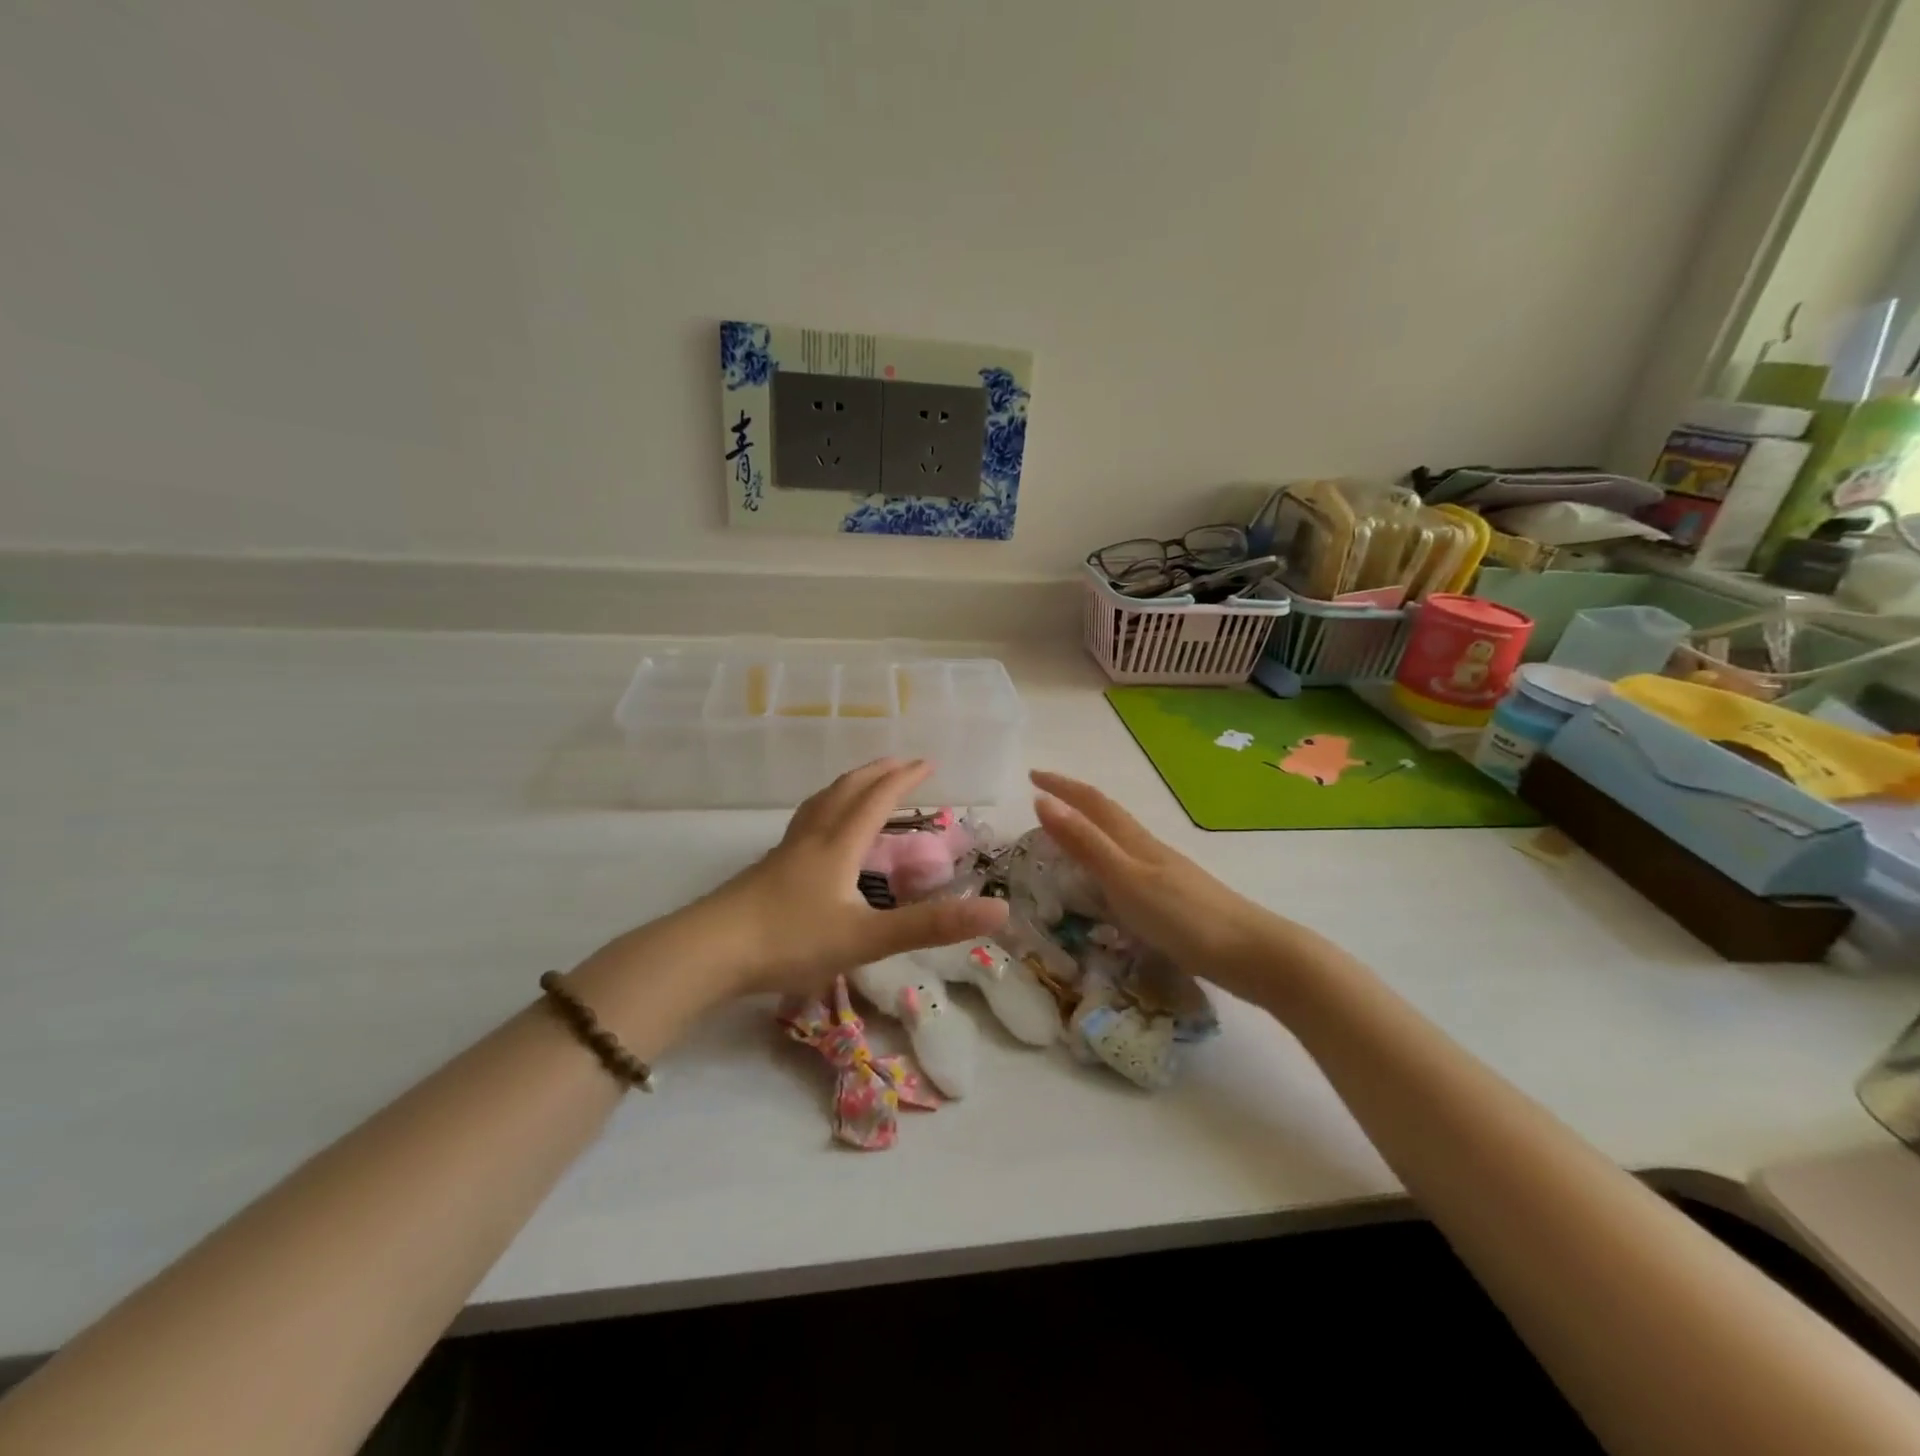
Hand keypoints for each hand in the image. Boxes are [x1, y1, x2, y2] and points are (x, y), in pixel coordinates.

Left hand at [707, 758, 1007, 996]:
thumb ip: (931, 925)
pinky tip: (817, 834)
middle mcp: (813, 839)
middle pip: (846, 791)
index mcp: (839, 846)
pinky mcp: (765, 871)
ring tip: (861, 784)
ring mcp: (784, 853)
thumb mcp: (867, 937)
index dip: (904, 779)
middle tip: (900, 763)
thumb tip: (998, 910)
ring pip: (820, 805)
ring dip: (847, 786)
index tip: (928, 762)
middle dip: (877, 773)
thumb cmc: (790, 941)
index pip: (877, 799)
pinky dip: (823, 811)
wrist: (708, 952)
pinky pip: (804, 825)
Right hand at [1030, 770, 1301, 1004]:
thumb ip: (1085, 844)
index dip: (1062, 786)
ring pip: (1120, 839)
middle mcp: (1149, 849)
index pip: (1092, 803)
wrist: (1252, 953)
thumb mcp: (1125, 880)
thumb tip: (1042, 802)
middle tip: (1043, 800)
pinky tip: (1110, 881)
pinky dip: (1108, 860)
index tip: (1032, 775)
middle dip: (1074, 802)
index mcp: (1134, 841)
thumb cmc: (1184, 917)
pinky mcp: (1175, 898)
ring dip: (1090, 829)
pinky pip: (1130, 866)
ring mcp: (1165, 873)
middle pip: (1107, 815)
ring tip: (1067, 834)